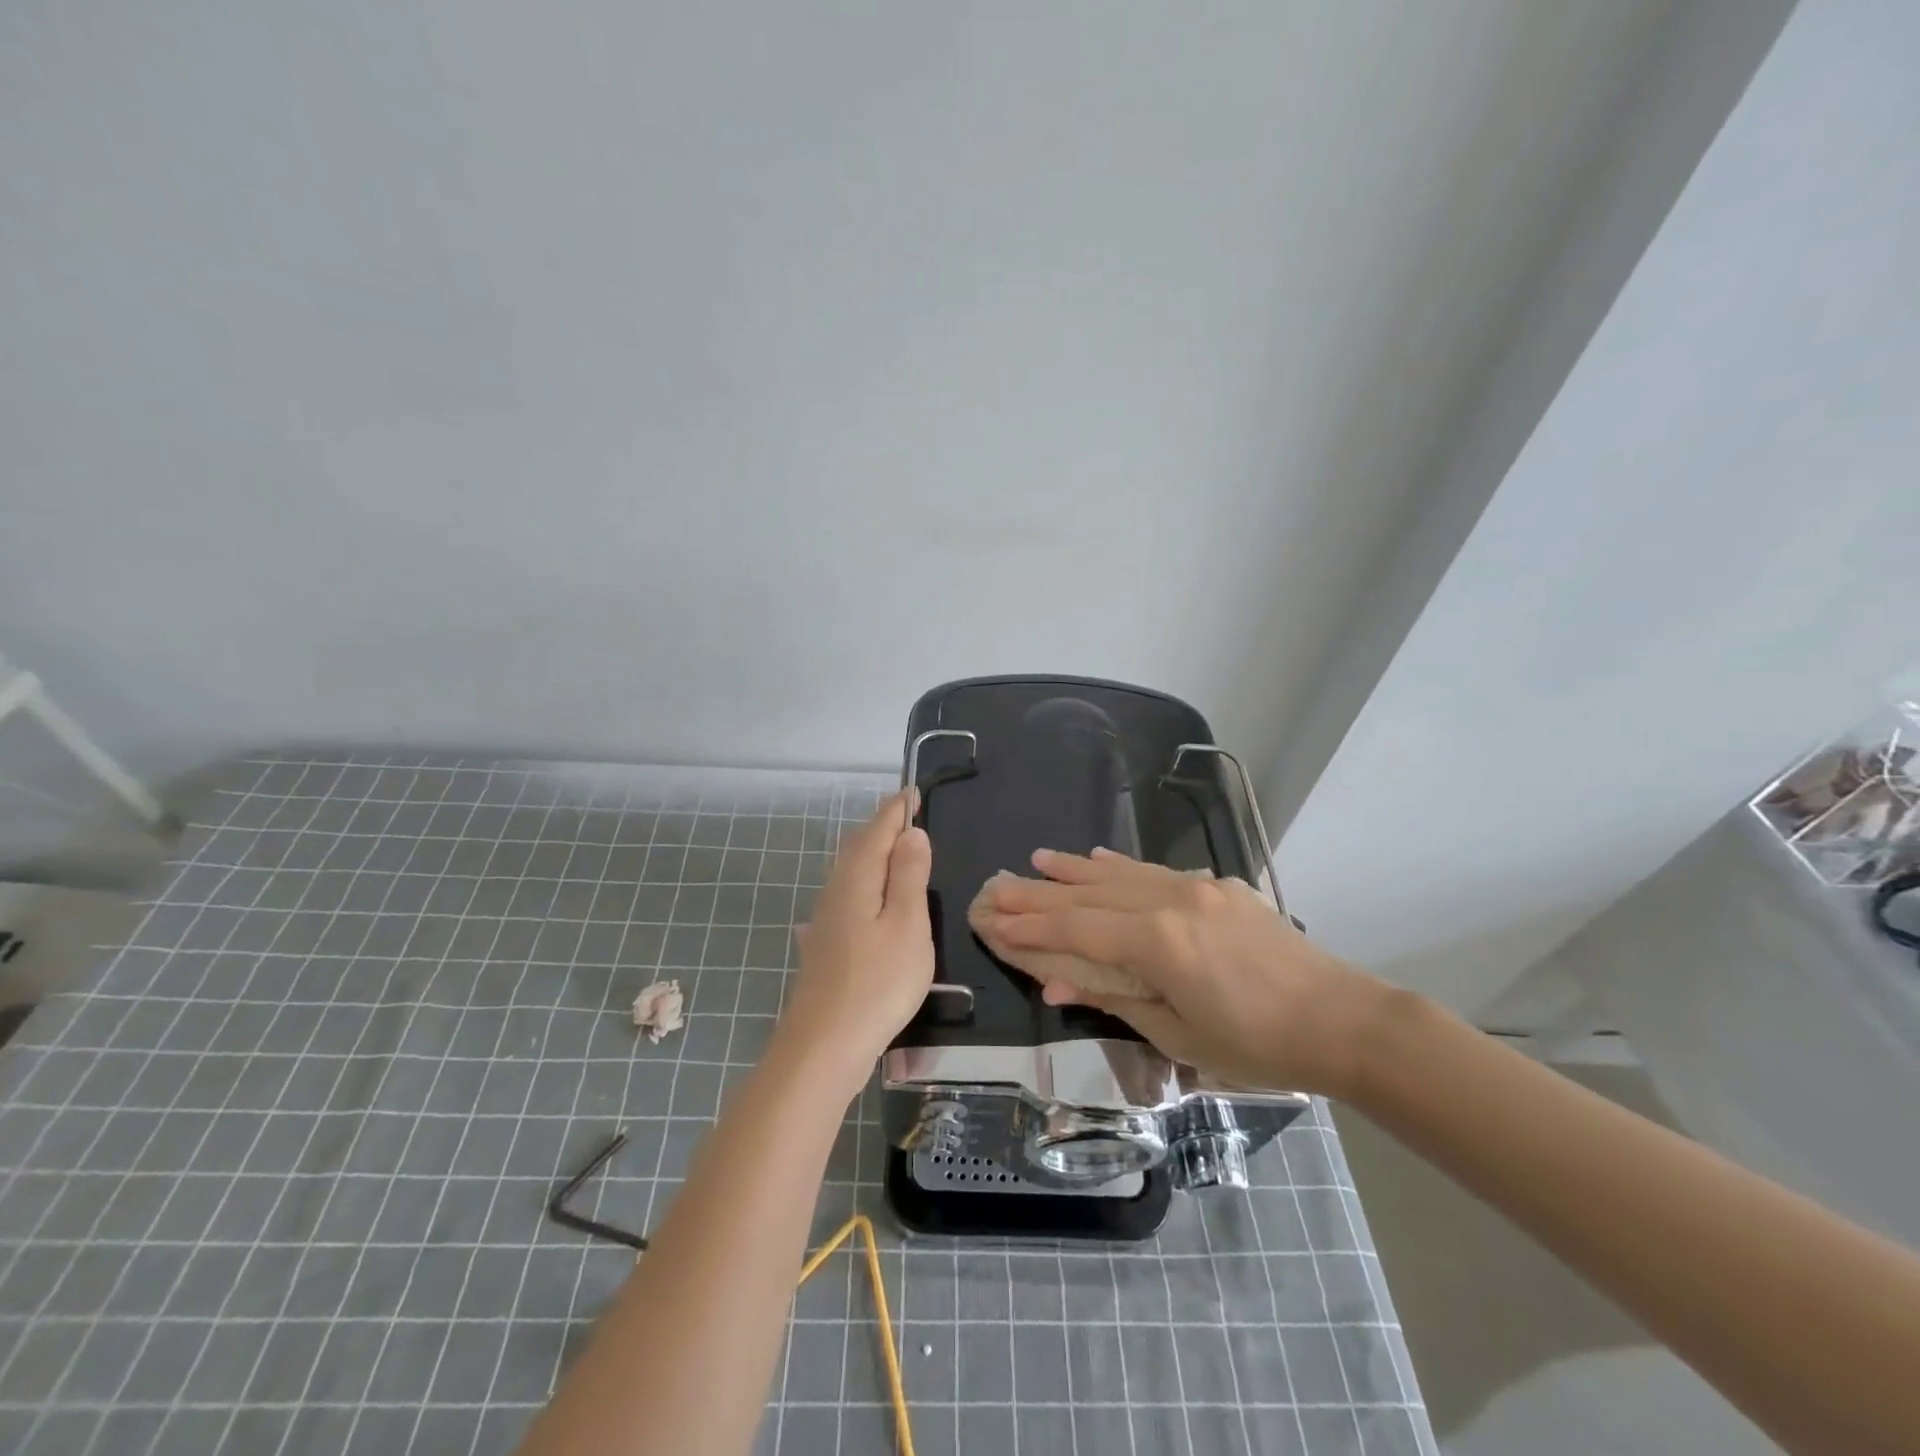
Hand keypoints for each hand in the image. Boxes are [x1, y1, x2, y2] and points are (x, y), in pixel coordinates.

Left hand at [773, 789, 933, 1095]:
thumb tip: (911, 833)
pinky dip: (863, 883)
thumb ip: (908, 876)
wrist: (824, 1045)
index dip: (897, 810)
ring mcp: (826, 919)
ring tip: (892, 849)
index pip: (878, 830)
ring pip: (849, 872)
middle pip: (859, 847)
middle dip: (882, 827)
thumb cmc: (878, 982)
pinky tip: (861, 900)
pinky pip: (846, 896)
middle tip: (905, 814)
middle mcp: (836, 891)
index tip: (913, 791)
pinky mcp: (825, 945)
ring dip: (871, 854)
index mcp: (857, 879)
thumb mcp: (907, 924)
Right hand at [968, 847, 1391, 1097]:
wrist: (1343, 1021)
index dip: (1031, 927)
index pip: (1077, 929)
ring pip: (1119, 874)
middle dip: (1040, 894)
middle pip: (1089, 895)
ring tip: (1036, 861)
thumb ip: (1115, 999)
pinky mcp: (1218, 887)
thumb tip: (1055, 983)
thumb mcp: (1179, 1036)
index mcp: (1158, 941)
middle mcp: (1170, 901)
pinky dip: (1120, 867)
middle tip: (997, 886)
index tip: (992, 920)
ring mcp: (1196, 887)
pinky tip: (1098, 860)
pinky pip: (1155, 871)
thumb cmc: (1258, 1045)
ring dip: (1074, 870)